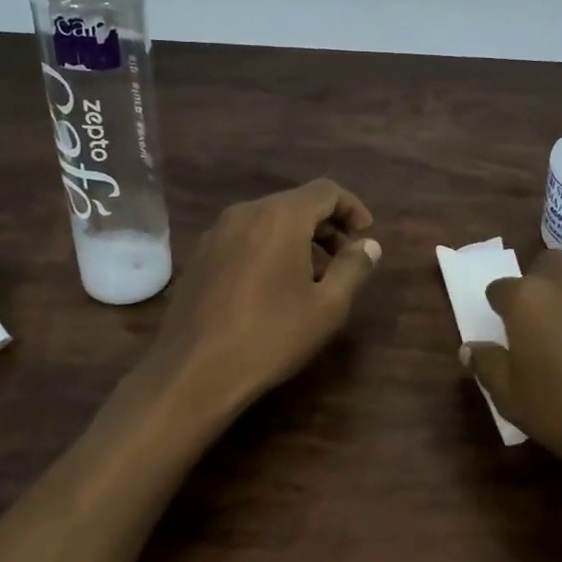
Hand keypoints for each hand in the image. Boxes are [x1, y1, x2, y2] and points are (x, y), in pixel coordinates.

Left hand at [151, 179, 380, 414]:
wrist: (192, 371)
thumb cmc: (270, 336)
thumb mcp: (328, 307)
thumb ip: (354, 267)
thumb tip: (368, 245)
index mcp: (280, 216)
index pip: (326, 190)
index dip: (352, 208)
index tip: (365, 236)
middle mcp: (245, 213)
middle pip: (296, 203)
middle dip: (326, 226)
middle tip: (345, 260)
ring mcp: (216, 233)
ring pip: (268, 221)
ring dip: (298, 238)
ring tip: (312, 278)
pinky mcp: (199, 256)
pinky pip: (244, 238)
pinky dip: (269, 249)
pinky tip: (273, 288)